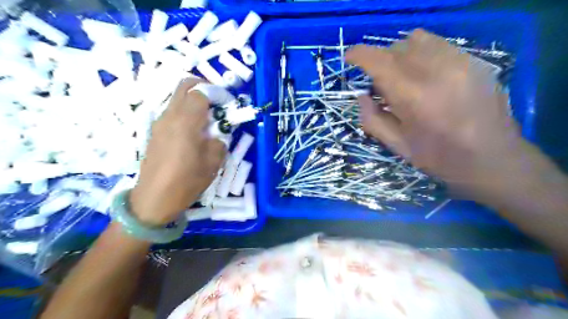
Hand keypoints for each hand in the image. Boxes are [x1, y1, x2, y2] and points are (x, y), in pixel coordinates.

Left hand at [130, 79, 224, 225]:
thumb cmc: (186, 181)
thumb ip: (219, 142)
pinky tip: (195, 131)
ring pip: (177, 98)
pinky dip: (186, 111)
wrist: (153, 199)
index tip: (227, 104)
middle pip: (184, 86)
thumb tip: (217, 134)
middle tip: (218, 102)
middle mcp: (170, 116)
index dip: (216, 94)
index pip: (200, 92)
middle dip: (203, 87)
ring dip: (194, 101)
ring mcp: (159, 123)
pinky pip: (172, 111)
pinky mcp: (156, 131)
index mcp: (185, 122)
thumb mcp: (213, 163)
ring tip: (208, 119)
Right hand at [346, 30, 527, 198]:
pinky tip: (423, 73)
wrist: (495, 161)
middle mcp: (436, 72)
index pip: (379, 61)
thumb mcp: (398, 147)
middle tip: (379, 83)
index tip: (349, 57)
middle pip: (396, 48)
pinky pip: (438, 43)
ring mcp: (459, 63)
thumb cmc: (440, 159)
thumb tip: (361, 96)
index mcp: (413, 98)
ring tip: (401, 76)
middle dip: (379, 60)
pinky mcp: (475, 61)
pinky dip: (421, 52)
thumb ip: (372, 120)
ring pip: (416, 40)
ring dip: (399, 54)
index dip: (359, 54)